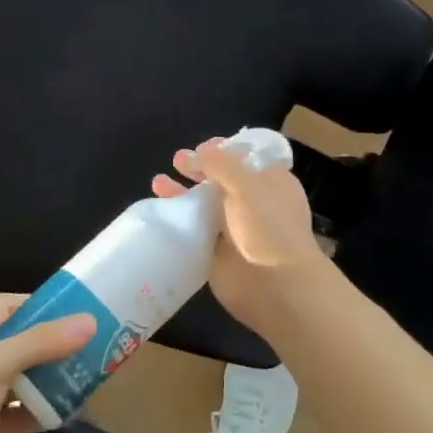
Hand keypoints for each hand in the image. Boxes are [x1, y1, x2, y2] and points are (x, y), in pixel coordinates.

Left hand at [0, 294, 95, 432]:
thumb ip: (43, 342)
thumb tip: (89, 321)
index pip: (6, 305)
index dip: (38, 305)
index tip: (73, 312)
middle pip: (18, 342)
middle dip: (51, 346)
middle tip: (87, 348)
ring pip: (20, 379)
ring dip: (48, 381)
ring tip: (85, 380)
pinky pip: (17, 413)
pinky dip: (38, 413)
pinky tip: (65, 414)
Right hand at [153, 139, 327, 331]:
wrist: (275, 285)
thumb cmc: (268, 226)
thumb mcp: (247, 184)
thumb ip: (220, 164)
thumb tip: (197, 153)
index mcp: (271, 183)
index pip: (246, 159)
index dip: (224, 150)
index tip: (201, 147)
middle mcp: (254, 204)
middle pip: (221, 180)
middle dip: (199, 169)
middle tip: (177, 161)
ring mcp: (234, 229)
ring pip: (204, 205)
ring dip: (182, 193)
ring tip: (158, 183)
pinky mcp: (217, 253)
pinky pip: (195, 232)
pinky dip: (179, 222)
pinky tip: (160, 212)